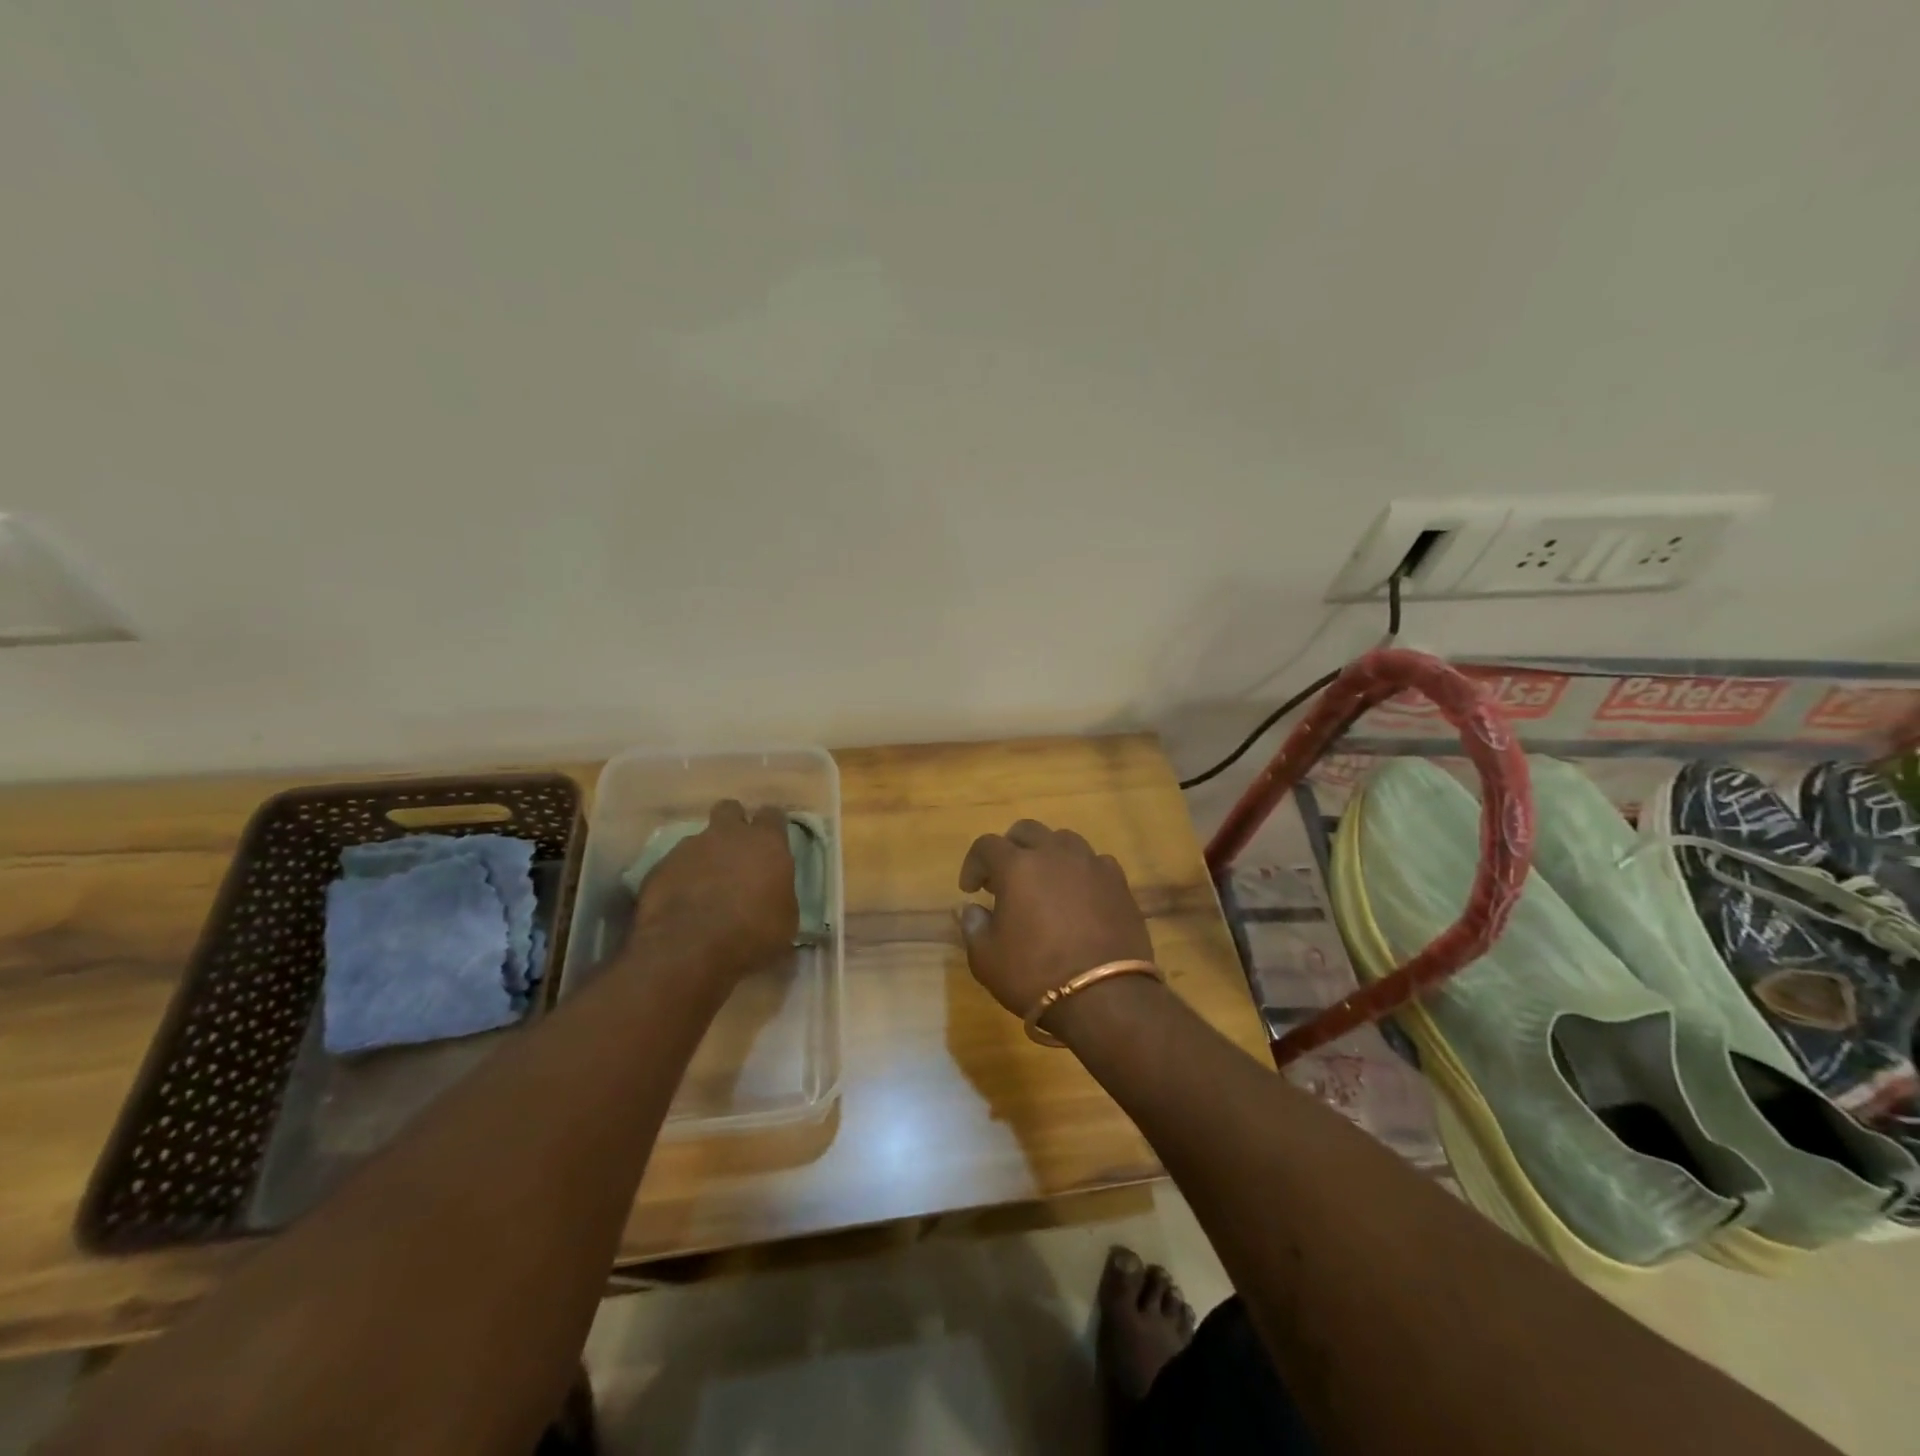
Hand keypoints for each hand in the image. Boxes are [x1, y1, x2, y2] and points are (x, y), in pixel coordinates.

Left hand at [628, 801, 796, 994]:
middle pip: (730, 810)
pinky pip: (674, 865)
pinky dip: (679, 878)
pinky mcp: (660, 867)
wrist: (688, 949)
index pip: (772, 815)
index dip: (771, 827)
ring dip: (705, 856)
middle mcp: (727, 835)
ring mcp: (689, 848)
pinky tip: (681, 902)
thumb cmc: (751, 933)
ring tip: (705, 886)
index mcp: (766, 843)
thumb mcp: (786, 920)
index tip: (772, 843)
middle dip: (733, 825)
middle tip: (736, 852)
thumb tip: (774, 896)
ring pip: (699, 839)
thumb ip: (780, 894)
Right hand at [956, 819, 1154, 1019]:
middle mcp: (1054, 854)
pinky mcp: (1119, 883)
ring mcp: (1091, 865)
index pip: (987, 846)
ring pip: (1064, 840)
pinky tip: (1079, 896)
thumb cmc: (1036, 975)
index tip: (970, 890)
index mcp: (1017, 866)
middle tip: (1004, 879)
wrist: (1105, 997)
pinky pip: (1095, 863)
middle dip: (1010, 849)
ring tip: (1044, 883)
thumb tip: (974, 909)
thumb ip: (974, 926)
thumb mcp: (986, 959)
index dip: (973, 864)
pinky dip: (1081, 872)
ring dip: (1048, 854)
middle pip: (1027, 831)